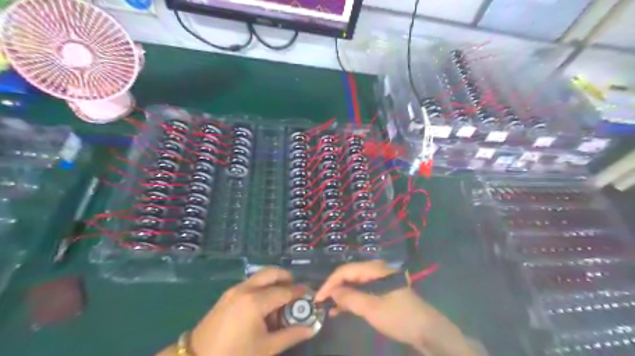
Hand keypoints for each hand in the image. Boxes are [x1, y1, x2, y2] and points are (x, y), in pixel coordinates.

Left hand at [189, 267, 316, 355]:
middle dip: (287, 278)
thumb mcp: (266, 348)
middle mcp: (246, 289)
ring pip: (260, 276)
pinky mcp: (228, 294)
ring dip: (274, 282)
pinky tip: (264, 307)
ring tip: (280, 302)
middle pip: (272, 273)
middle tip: (295, 292)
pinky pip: (251, 283)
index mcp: (255, 301)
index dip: (299, 293)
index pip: (285, 291)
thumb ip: (291, 335)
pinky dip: (262, 287)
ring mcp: (235, 289)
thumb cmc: (234, 355)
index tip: (310, 295)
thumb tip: (311, 328)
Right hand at [315, 258, 478, 355]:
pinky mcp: (382, 291)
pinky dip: (351, 299)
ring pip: (354, 284)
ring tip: (328, 307)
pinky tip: (341, 310)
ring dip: (342, 294)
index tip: (318, 297)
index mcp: (375, 269)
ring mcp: (379, 281)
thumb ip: (350, 298)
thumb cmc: (399, 316)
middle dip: (334, 287)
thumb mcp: (372, 308)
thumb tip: (332, 291)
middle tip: (321, 302)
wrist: (427, 330)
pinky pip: (362, 291)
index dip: (330, 283)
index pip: (346, 270)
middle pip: (349, 275)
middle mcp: (376, 270)